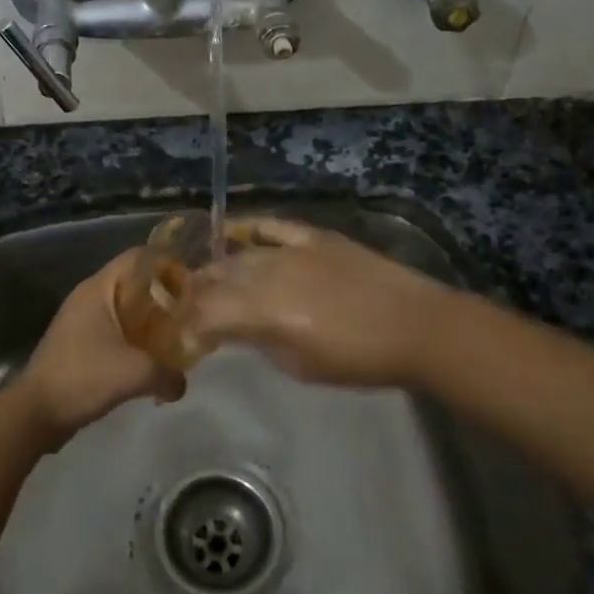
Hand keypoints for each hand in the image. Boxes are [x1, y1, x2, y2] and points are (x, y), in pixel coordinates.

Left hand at [19, 250, 186, 445]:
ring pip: (124, 309)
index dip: (167, 263)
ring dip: (149, 320)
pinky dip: (134, 338)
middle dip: (163, 295)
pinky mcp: (78, 344)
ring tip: (176, 335)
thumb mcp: (136, 373)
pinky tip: (150, 358)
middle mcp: (88, 297)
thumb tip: (182, 384)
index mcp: (98, 288)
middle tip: (190, 312)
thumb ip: (168, 374)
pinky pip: (114, 330)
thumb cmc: (84, 377)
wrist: (35, 413)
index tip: (192, 281)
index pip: (138, 257)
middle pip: (133, 282)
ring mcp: (80, 320)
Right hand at [191, 217, 456, 389]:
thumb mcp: (300, 366)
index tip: (178, 335)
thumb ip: (260, 342)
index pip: (207, 313)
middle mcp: (269, 273)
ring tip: (205, 279)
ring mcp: (292, 249)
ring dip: (218, 268)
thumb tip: (237, 330)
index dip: (187, 324)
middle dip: (195, 294)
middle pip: (218, 279)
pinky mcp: (313, 236)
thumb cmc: (358, 359)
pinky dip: (249, 230)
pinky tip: (230, 232)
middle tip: (185, 307)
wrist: (415, 326)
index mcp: (264, 311)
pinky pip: (272, 227)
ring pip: (240, 254)